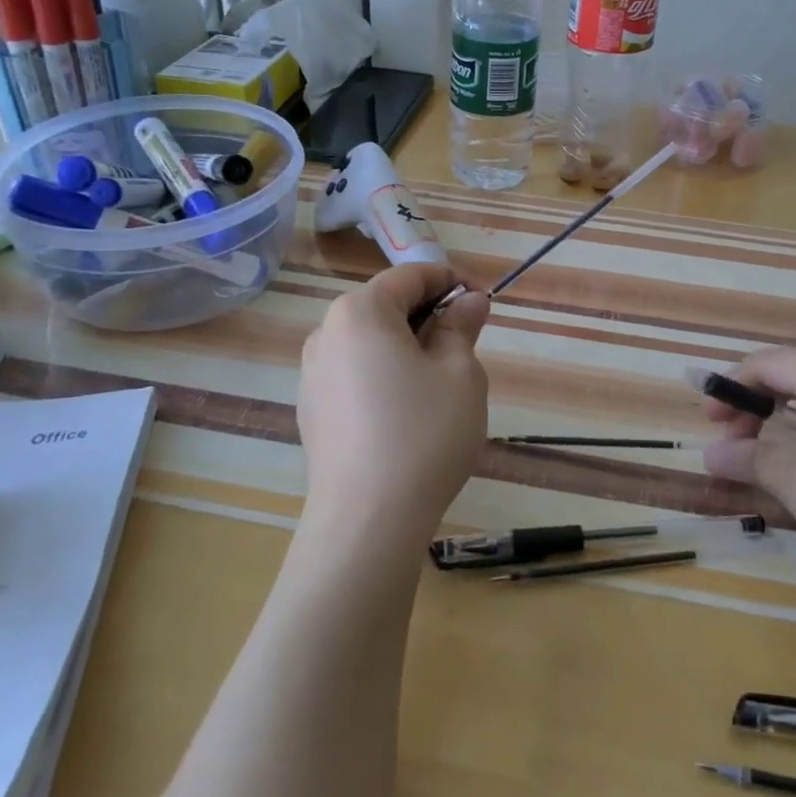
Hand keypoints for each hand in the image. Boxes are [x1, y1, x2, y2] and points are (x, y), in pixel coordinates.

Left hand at [295, 264, 491, 552]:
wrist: (367, 521)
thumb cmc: (423, 433)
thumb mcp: (460, 373)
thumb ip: (461, 326)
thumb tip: (469, 300)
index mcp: (360, 311)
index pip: (411, 275)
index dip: (451, 281)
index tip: (483, 303)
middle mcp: (326, 333)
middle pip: (386, 306)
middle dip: (430, 316)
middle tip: (468, 344)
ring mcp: (312, 374)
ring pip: (370, 342)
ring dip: (408, 347)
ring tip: (441, 382)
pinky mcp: (312, 410)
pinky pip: (355, 374)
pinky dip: (385, 375)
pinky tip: (408, 412)